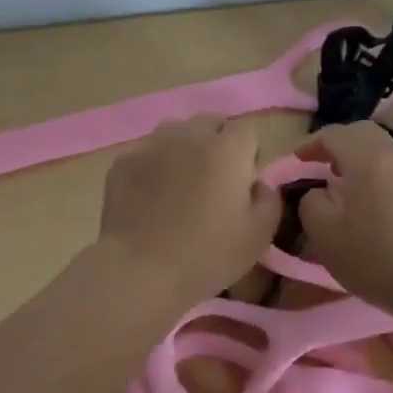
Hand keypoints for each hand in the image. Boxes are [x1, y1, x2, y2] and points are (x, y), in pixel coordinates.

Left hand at [97, 115, 282, 311]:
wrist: (141, 269)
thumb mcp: (258, 236)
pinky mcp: (123, 161)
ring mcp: (152, 145)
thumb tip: (259, 183)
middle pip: (210, 122)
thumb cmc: (207, 255)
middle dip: (217, 143)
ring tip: (180, 182)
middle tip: (214, 181)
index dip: (248, 155)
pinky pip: (146, 152)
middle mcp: (189, 136)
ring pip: (175, 131)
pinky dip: (153, 165)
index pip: (247, 131)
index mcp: (227, 149)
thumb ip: (269, 200)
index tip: (243, 183)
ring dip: (184, 148)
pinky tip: (149, 196)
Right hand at [296, 121, 392, 315]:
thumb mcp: (324, 233)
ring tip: (340, 183)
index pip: (334, 134)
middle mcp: (392, 156)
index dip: (311, 144)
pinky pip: (392, 168)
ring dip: (357, 157)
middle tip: (319, 164)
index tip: (296, 162)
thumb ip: (310, 204)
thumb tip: (317, 193)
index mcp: (366, 158)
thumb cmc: (374, 256)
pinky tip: (365, 200)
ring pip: (381, 149)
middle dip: (337, 143)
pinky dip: (373, 172)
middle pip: (363, 133)